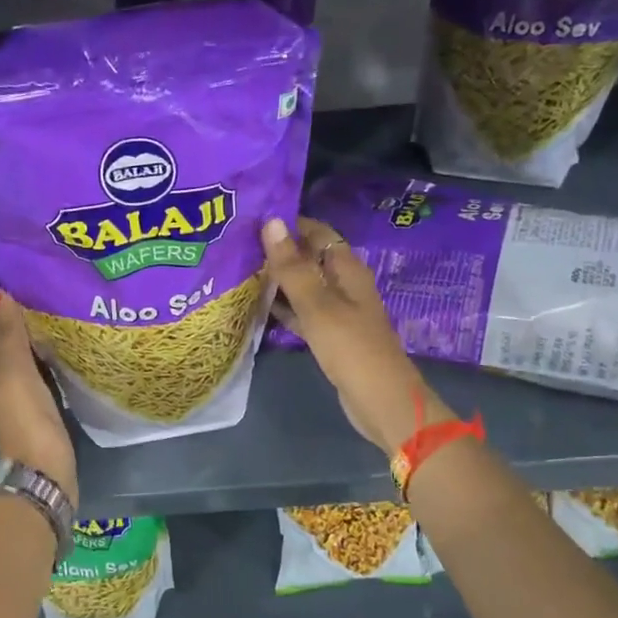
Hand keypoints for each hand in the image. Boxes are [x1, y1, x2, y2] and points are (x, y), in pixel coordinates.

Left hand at [0, 288, 77, 505]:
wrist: (43, 470)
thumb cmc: (26, 417)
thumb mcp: (14, 371)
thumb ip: (7, 334)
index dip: (0, 306)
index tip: (25, 282)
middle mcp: (0, 378)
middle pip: (4, 340)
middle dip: (19, 317)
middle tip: (47, 293)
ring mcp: (20, 394)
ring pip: (22, 355)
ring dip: (35, 335)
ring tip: (59, 313)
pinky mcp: (41, 406)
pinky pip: (40, 370)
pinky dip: (47, 355)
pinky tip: (65, 347)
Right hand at [262, 217, 453, 456]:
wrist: (380, 400)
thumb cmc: (351, 347)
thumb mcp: (317, 305)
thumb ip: (292, 267)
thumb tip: (271, 221)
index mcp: (346, 268)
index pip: (316, 231)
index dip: (288, 222)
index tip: (250, 217)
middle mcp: (343, 284)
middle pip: (308, 257)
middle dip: (278, 250)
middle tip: (236, 243)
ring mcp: (337, 310)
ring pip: (303, 285)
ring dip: (278, 279)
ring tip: (239, 269)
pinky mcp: (330, 335)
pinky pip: (303, 312)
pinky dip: (284, 306)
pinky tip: (258, 305)